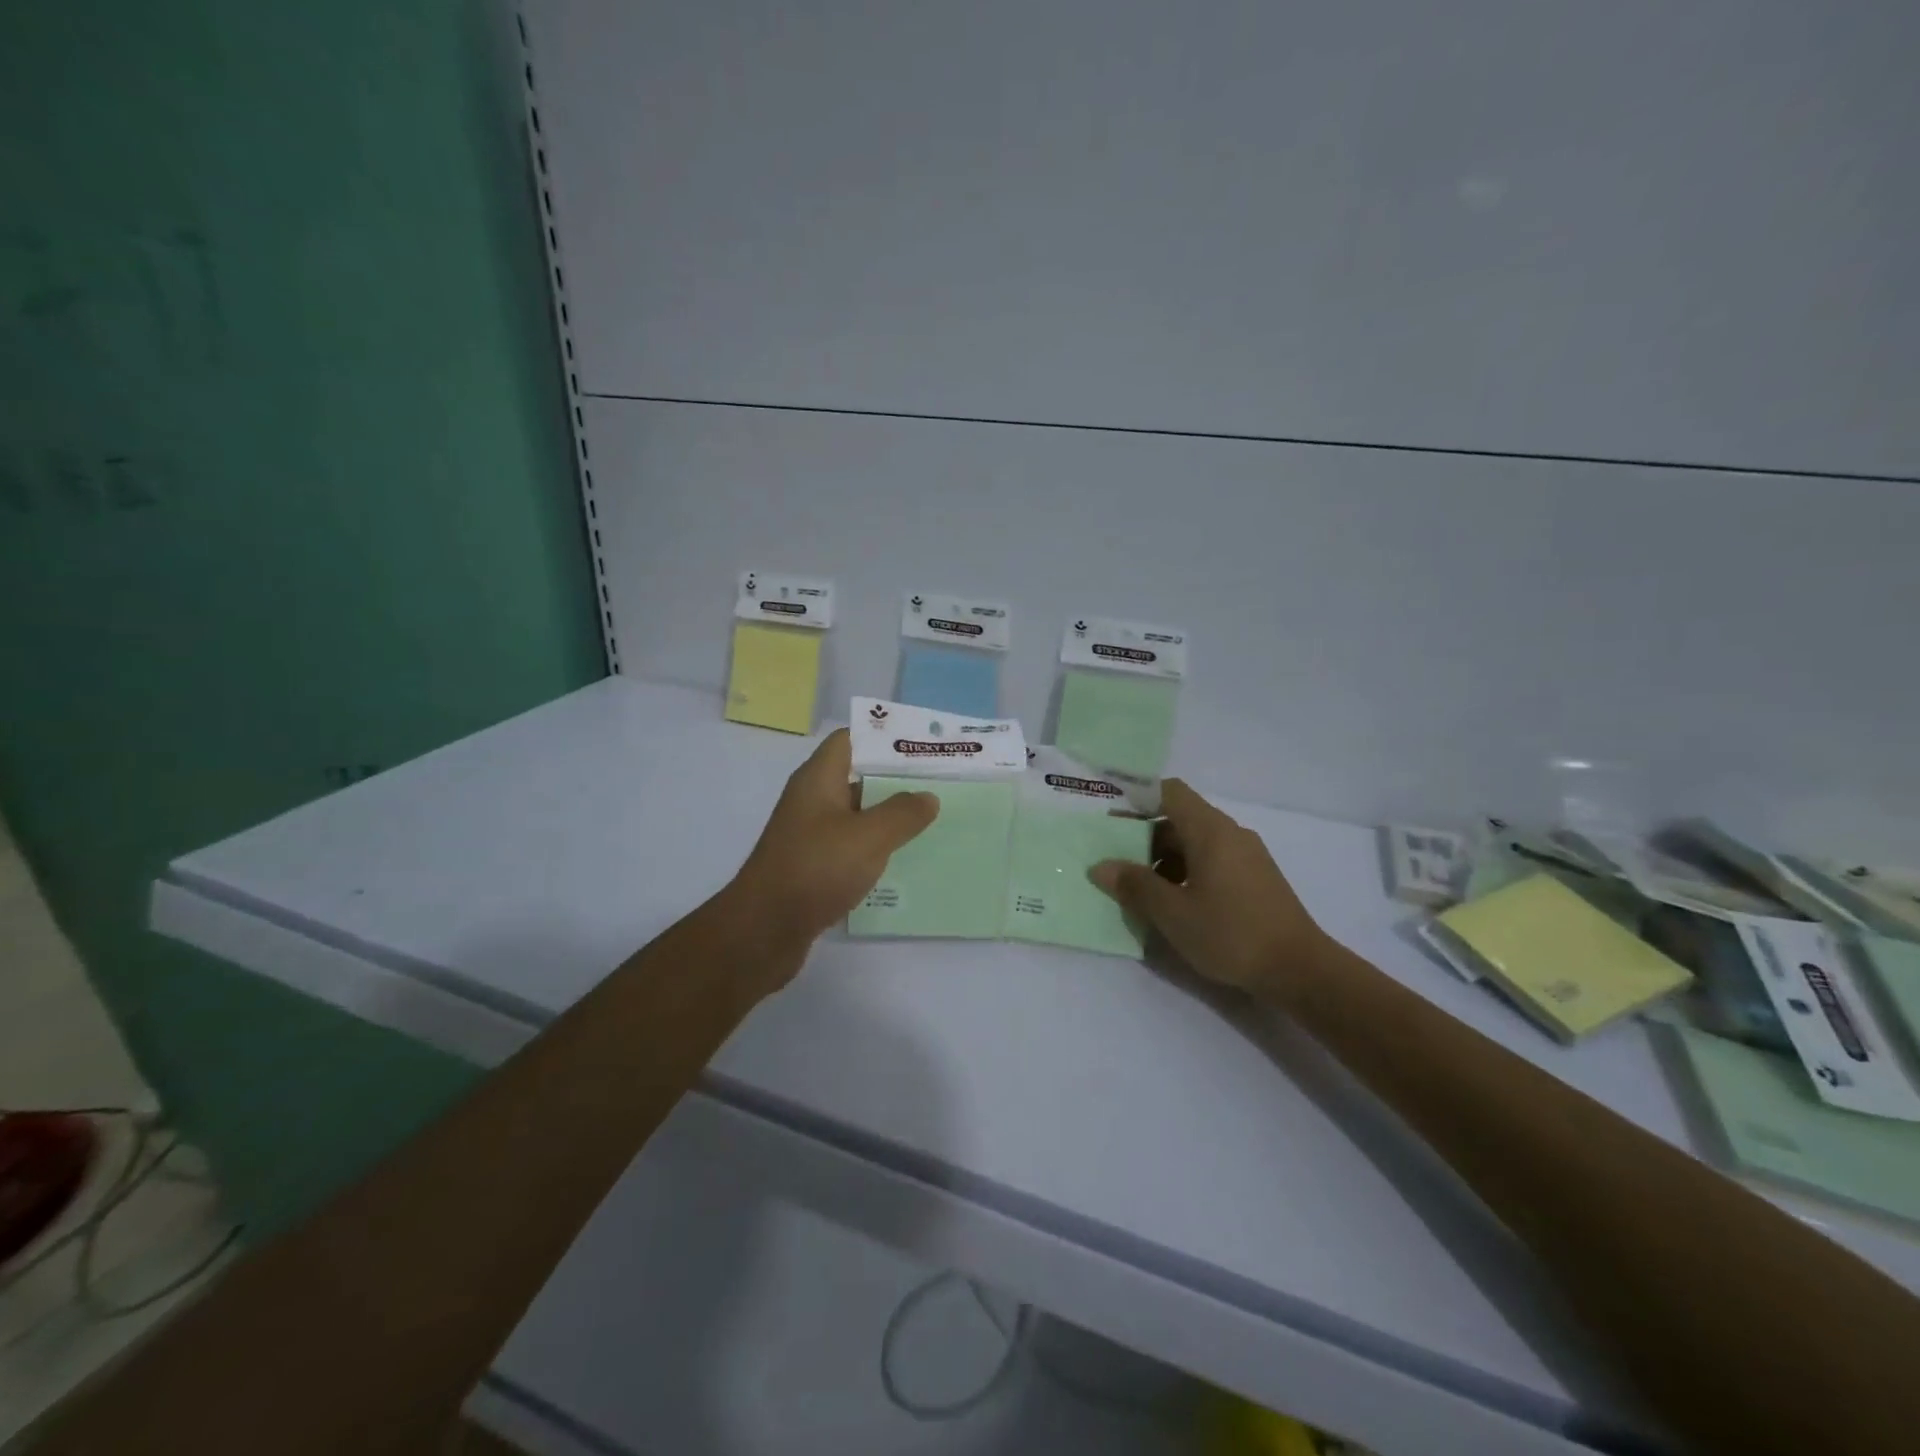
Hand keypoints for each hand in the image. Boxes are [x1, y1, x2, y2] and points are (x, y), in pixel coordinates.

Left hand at [730, 728, 938, 951]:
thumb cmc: (815, 869)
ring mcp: (810, 835)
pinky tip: (903, 859)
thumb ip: (902, 813)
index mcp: (818, 779)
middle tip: (939, 784)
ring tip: (932, 820)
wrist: (764, 930)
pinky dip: (875, 849)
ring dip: (889, 817)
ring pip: (857, 815)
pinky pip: (851, 847)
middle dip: (896, 779)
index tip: (923, 747)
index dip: (885, 738)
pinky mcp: (813, 866)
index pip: (851, 739)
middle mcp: (812, 800)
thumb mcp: (868, 836)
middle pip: (858, 777)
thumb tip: (927, 796)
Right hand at [1091, 779, 1328, 998]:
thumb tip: (1101, 867)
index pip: (1169, 792)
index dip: (1137, 798)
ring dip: (1164, 859)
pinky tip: (1174, 904)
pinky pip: (1212, 861)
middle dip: (1144, 837)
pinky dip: (1187, 872)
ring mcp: (1247, 856)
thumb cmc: (1230, 933)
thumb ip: (1134, 886)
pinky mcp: (1256, 878)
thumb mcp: (1172, 913)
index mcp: (1210, 830)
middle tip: (1116, 862)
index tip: (1111, 819)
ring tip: (1141, 890)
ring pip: (1195, 843)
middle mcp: (1230, 834)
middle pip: (1180, 819)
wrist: (1300, 970)